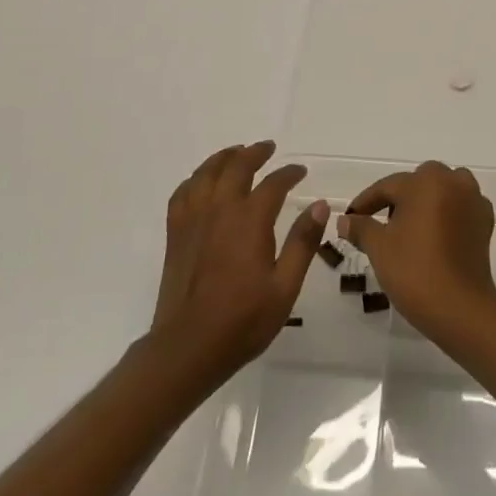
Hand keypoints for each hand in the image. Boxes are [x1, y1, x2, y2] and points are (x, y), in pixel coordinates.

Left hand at [150, 142, 327, 386]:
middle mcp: (220, 210)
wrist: (188, 347)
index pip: (273, 183)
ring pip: (206, 173)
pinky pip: (183, 193)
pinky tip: (202, 182)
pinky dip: (195, 179)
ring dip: (224, 158)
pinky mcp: (176, 234)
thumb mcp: (285, 286)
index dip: (289, 173)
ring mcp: (193, 220)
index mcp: (250, 221)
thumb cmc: (243, 320)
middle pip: (236, 167)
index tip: (301, 171)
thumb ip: (303, 243)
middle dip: (255, 153)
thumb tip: (319, 205)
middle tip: (268, 148)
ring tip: (236, 153)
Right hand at [339, 161, 495, 342]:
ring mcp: (473, 201)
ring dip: (427, 201)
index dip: (366, 202)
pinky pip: (461, 207)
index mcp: (426, 182)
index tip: (351, 217)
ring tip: (411, 228)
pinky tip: (435, 236)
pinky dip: (447, 213)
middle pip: (419, 182)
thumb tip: (345, 221)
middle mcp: (453, 182)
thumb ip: (360, 227)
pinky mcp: (485, 222)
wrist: (461, 308)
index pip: (388, 186)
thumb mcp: (379, 247)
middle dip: (399, 198)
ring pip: (444, 189)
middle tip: (381, 223)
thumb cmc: (415, 271)